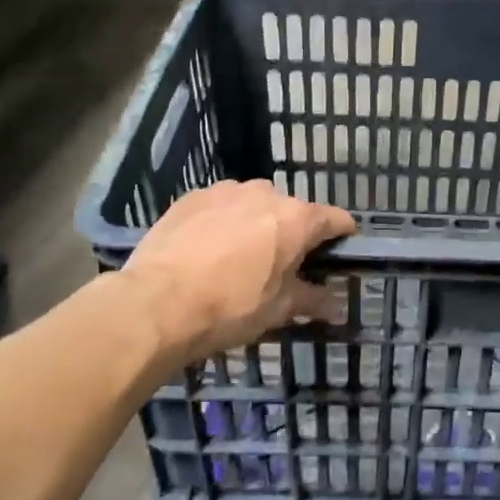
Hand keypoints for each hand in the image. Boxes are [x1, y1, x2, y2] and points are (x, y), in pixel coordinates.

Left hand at [119, 180, 355, 366]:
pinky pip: (221, 205)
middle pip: (293, 211)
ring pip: (255, 204)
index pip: (336, 219)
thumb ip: (311, 300)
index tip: (338, 255)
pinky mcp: (193, 196)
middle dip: (293, 234)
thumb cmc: (230, 307)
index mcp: (296, 219)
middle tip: (282, 266)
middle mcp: (266, 193)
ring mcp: (227, 190)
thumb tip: (336, 305)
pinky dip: (224, 222)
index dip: (342, 237)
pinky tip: (208, 249)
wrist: (157, 303)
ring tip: (240, 257)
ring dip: (257, 224)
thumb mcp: (277, 309)